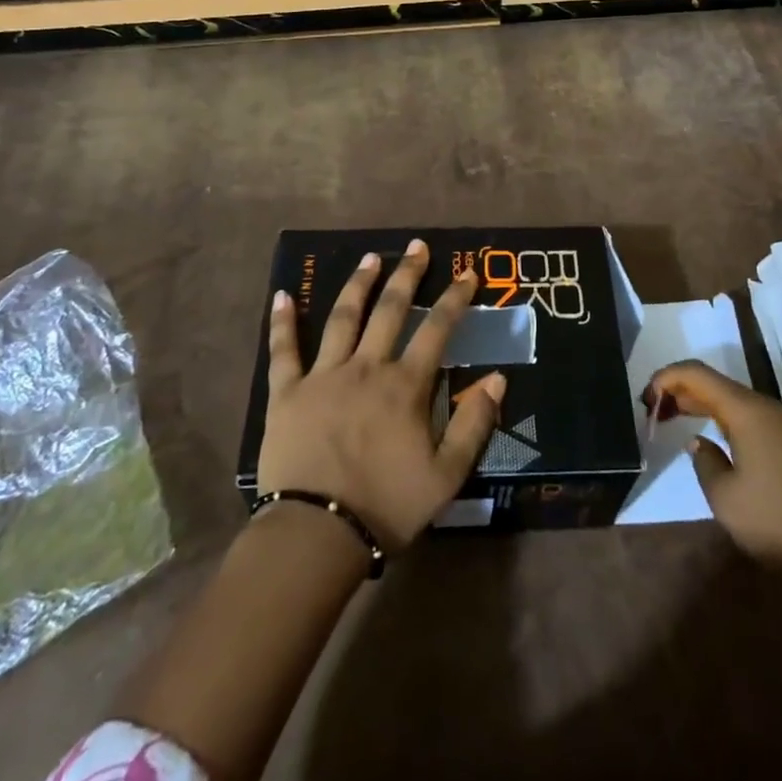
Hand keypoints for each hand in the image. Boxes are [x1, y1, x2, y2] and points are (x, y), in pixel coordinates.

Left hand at [257, 239, 504, 551]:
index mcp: (405, 385)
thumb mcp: (447, 475)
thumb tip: (499, 378)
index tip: (467, 272)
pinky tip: (282, 295)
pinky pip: (284, 351)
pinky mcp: (288, 393)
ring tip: (370, 257)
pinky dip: (283, 322)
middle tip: (417, 246)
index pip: (437, 329)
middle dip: (407, 275)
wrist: (317, 534)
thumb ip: (474, 424)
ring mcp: (324, 375)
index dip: (456, 298)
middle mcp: (366, 368)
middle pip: (390, 310)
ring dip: (358, 284)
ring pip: (342, 318)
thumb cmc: (386, 506)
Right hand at [642, 360, 781, 584]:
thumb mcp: (725, 497)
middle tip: (654, 411)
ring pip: (736, 402)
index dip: (667, 378)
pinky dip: (727, 420)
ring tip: (678, 421)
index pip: (698, 374)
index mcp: (747, 410)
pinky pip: (753, 419)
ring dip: (705, 405)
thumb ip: (704, 461)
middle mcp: (769, 408)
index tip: (645, 398)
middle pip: (717, 384)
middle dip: (682, 391)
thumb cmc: (780, 522)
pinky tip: (718, 442)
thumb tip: (701, 442)